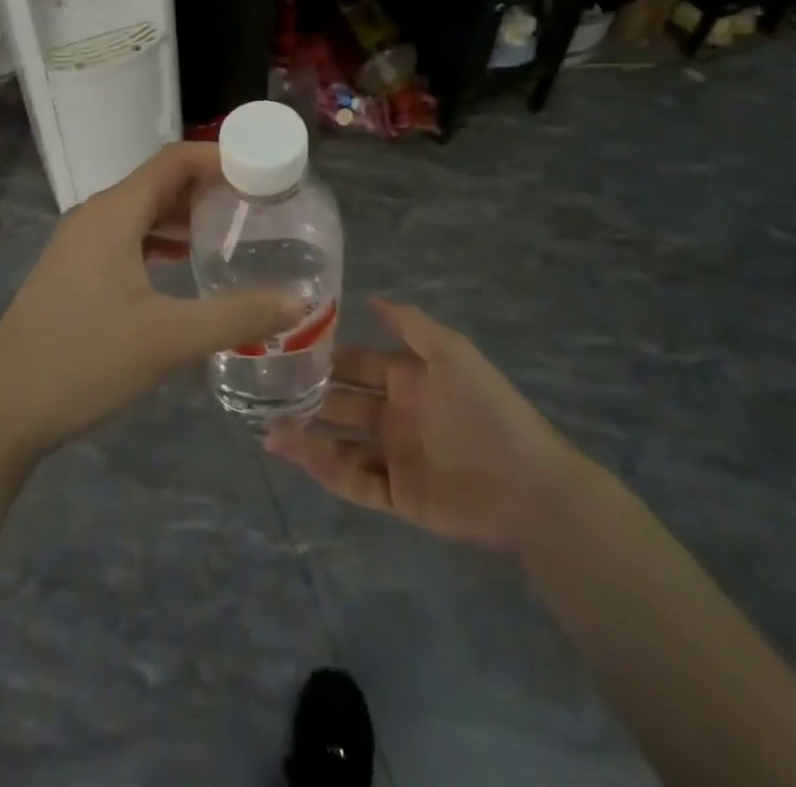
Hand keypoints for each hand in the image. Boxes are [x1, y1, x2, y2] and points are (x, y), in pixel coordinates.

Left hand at [0, 143, 301, 464]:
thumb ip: (237, 315)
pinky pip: (124, 239)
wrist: (1, 412)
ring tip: (228, 232)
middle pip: (157, 183)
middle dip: (207, 187)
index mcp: (113, 214)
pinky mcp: (70, 272)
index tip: (262, 171)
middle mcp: (93, 217)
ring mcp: (76, 245)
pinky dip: (158, 241)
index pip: (174, 160)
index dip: (219, 157)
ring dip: (182, 216)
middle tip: (256, 204)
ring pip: (139, 213)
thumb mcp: (169, 339)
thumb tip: (298, 302)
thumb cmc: (85, 361)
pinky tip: (181, 267)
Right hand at [266, 299, 574, 554]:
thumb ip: (411, 325)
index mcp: (408, 380)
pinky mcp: (398, 495)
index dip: (327, 356)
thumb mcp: (452, 354)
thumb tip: (370, 299)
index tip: (288, 349)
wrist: (527, 485)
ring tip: (270, 430)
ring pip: (341, 444)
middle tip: (268, 392)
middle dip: (310, 397)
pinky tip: (298, 455)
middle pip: (344, 403)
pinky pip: (354, 481)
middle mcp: (396, 415)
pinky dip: (326, 469)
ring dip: (308, 436)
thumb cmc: (486, 409)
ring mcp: (395, 457)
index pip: (358, 364)